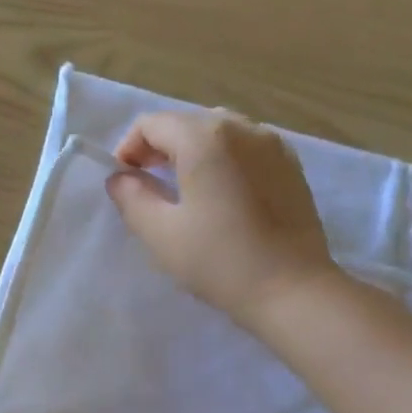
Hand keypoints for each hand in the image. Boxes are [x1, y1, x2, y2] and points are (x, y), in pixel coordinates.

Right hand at [107, 110, 337, 326]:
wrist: (291, 289)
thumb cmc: (219, 261)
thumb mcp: (161, 234)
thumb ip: (132, 199)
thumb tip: (120, 178)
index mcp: (204, 138)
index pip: (151, 124)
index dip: (128, 149)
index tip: (123, 184)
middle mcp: (241, 127)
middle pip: (186, 123)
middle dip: (159, 150)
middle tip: (148, 189)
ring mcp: (272, 144)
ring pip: (219, 134)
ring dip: (192, 155)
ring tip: (185, 194)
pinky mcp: (290, 166)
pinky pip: (246, 150)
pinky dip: (224, 163)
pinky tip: (222, 199)